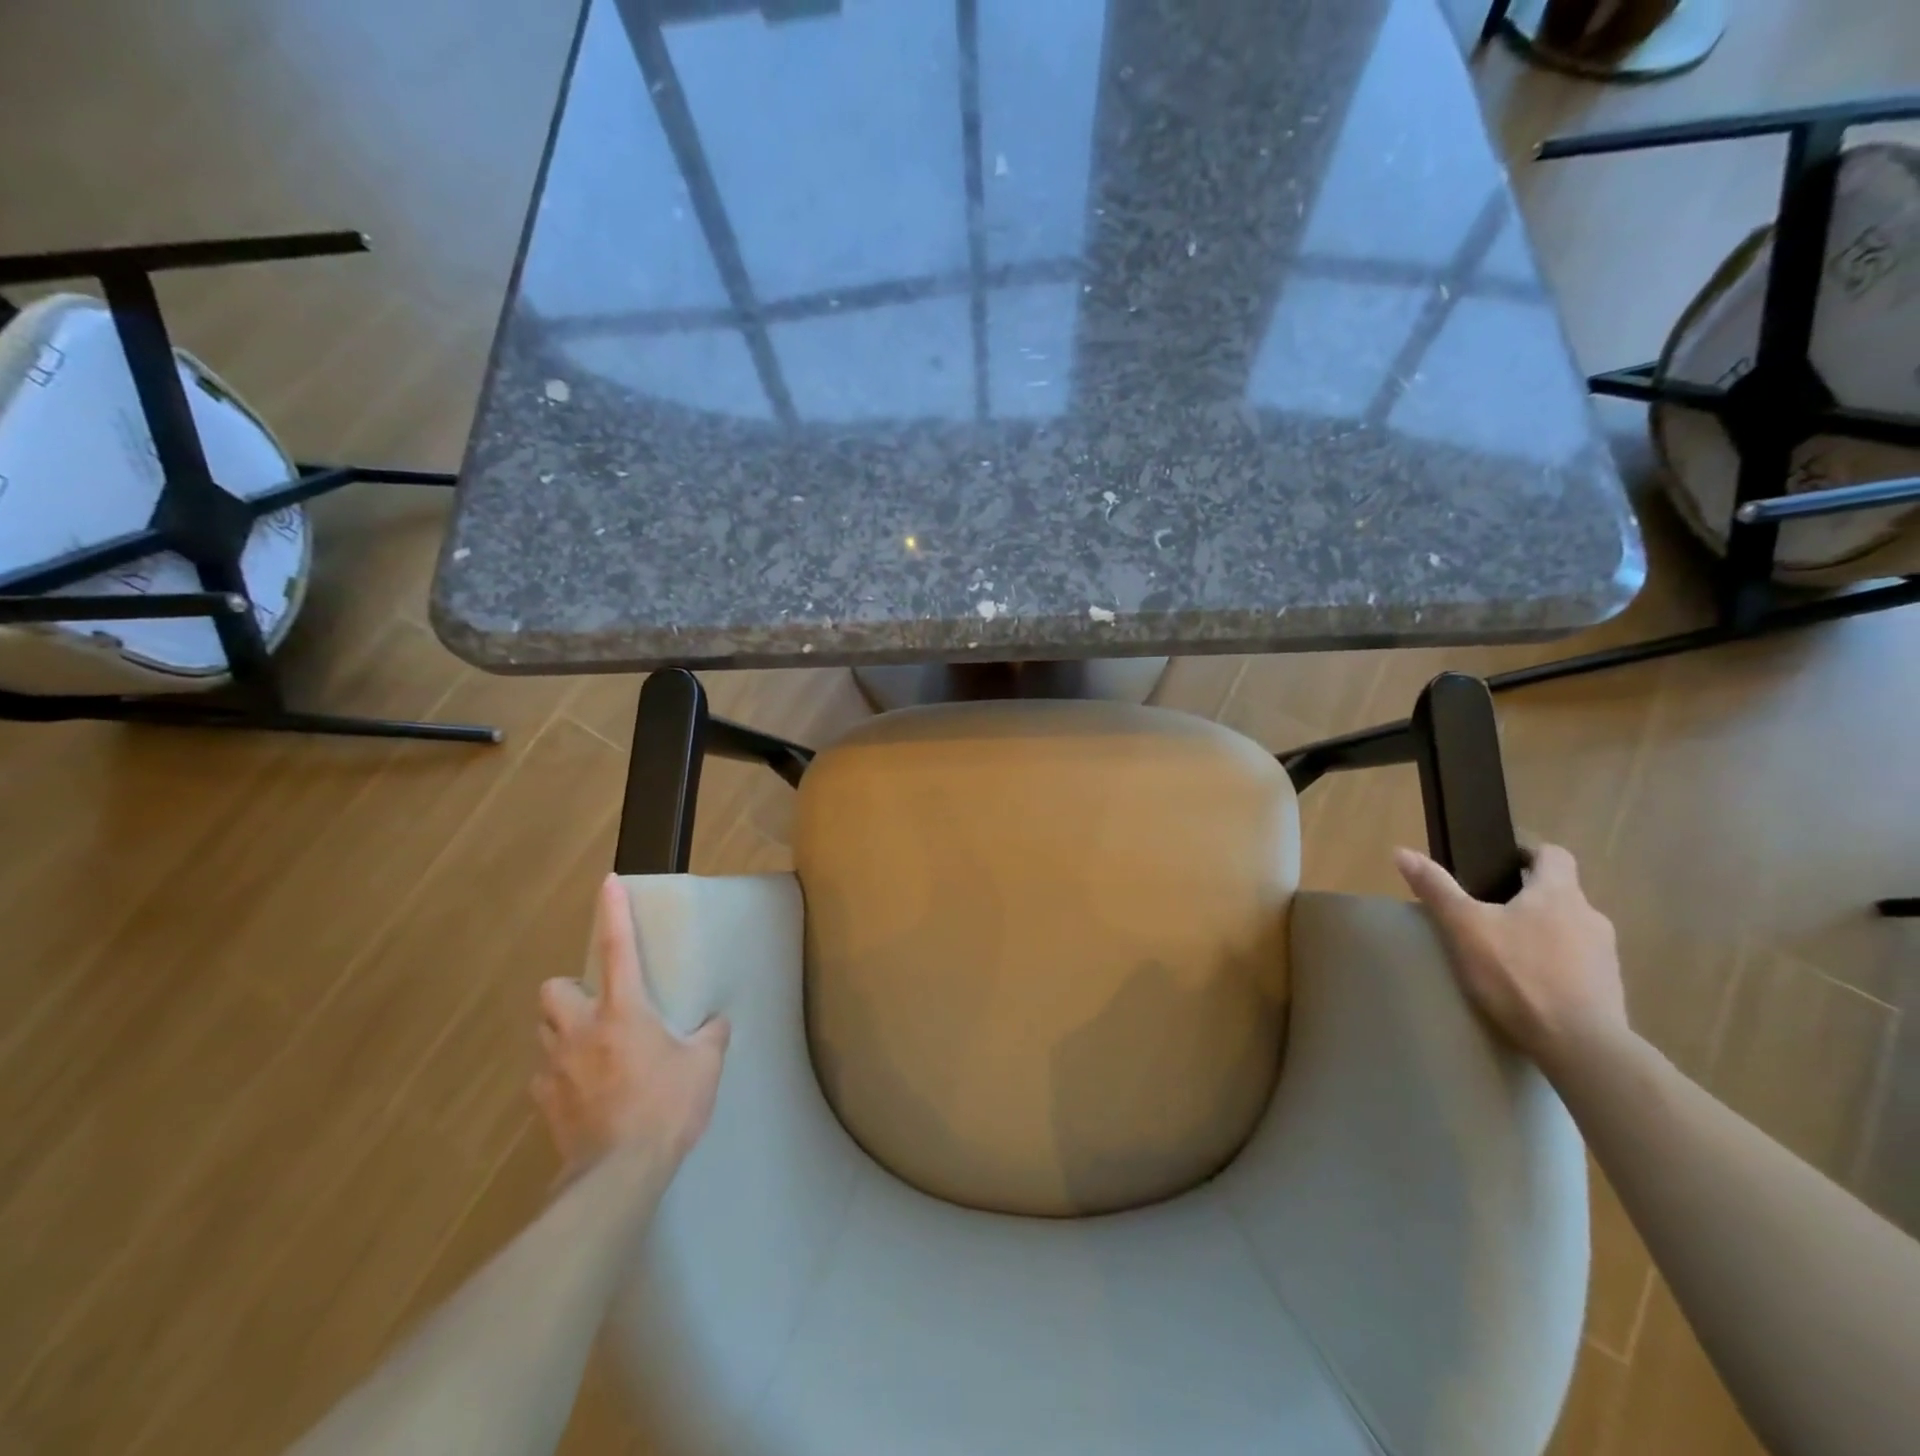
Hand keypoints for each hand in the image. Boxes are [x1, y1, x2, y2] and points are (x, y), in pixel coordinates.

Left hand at [532, 876, 729, 1181]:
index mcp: (623, 1011)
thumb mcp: (705, 1066)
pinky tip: (581, 1090)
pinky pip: (543, 1076)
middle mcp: (581, 1030)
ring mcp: (556, 1068)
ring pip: (542, 1030)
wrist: (619, 1173)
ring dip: (561, 1029)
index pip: (618, 948)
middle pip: (553, 989)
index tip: (607, 883)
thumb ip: (710, 1037)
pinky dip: (558, 1074)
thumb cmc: (667, 1106)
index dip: (613, 912)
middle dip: (568, 989)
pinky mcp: (544, 1103)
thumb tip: (715, 1023)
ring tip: (588, 1046)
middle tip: (594, 1004)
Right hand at [1393, 843, 1627, 1067]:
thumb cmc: (1518, 974)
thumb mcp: (1464, 928)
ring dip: (1543, 931)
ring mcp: (1605, 954)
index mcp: (1558, 894)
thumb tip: (1401, 851)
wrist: (1581, 1044)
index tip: (1501, 864)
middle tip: (1490, 912)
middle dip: (1528, 897)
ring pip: (1570, 928)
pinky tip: (1530, 984)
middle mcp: (1590, 916)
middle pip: (1560, 893)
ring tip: (1507, 951)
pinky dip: (1556, 963)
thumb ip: (1436, 888)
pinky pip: (1579, 962)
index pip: (1554, 855)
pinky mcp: (1609, 988)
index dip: (1529, 853)